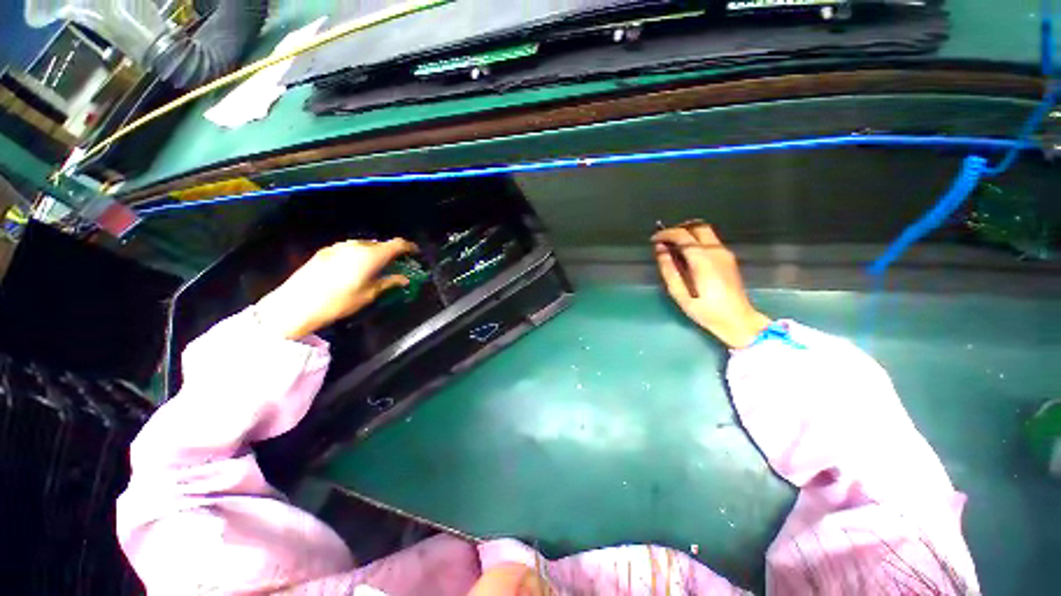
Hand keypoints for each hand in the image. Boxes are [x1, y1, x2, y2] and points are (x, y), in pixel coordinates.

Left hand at [254, 238, 417, 339]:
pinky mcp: (326, 251)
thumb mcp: (369, 295)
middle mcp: (356, 246)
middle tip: (396, 265)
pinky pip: (350, 248)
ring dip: (375, 253)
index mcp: (371, 255)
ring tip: (377, 267)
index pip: (397, 244)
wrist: (296, 304)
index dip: (409, 247)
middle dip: (391, 252)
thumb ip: (388, 283)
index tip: (415, 253)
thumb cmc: (339, 301)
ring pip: (364, 245)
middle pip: (380, 244)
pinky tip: (356, 268)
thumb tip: (404, 279)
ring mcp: (339, 247)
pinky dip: (359, 255)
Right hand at [652, 222, 770, 348]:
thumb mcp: (680, 294)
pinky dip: (696, 240)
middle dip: (678, 229)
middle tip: (664, 240)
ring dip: (687, 233)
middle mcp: (716, 251)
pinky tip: (687, 254)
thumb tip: (660, 250)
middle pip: (697, 226)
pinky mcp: (728, 258)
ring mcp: (725, 253)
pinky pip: (710, 240)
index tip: (654, 240)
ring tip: (673, 246)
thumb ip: (669, 270)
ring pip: (705, 231)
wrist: (738, 320)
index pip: (683, 235)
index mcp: (703, 260)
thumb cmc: (706, 311)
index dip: (666, 234)